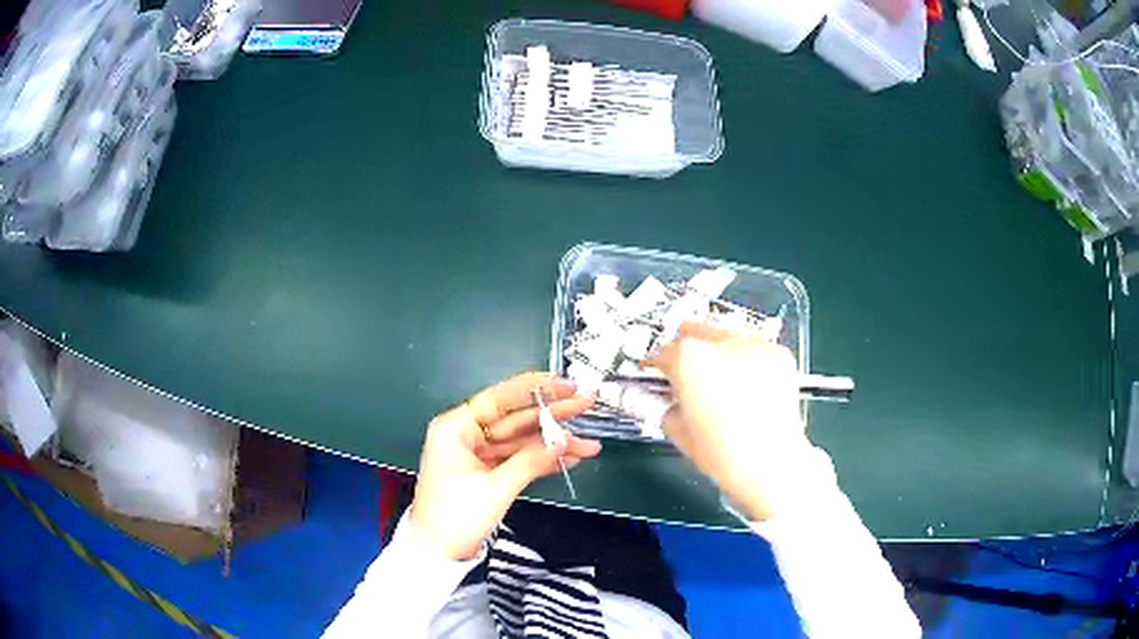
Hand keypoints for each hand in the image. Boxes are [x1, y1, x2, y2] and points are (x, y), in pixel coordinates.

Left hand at [409, 373, 601, 560]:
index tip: (567, 384)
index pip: (500, 399)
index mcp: (456, 428)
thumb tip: (566, 440)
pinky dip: (543, 460)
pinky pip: (518, 459)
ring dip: (554, 443)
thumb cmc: (456, 516)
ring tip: (591, 442)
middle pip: (515, 419)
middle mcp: (466, 434)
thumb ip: (531, 461)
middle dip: (553, 415)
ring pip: (521, 441)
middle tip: (588, 403)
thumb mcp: (495, 488)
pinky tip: (571, 457)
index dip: (536, 390)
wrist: (437, 554)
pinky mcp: (487, 473)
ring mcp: (478, 454)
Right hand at [646, 322, 810, 521]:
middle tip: (685, 369)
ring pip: (726, 332)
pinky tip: (746, 378)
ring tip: (718, 371)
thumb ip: (668, 406)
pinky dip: (745, 357)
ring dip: (716, 346)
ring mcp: (754, 345)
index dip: (655, 364)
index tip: (654, 370)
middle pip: (694, 331)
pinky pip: (754, 346)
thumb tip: (671, 400)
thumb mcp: (679, 432)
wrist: (771, 464)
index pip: (663, 351)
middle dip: (684, 347)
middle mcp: (721, 342)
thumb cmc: (722, 454)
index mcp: (689, 360)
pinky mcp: (779, 354)